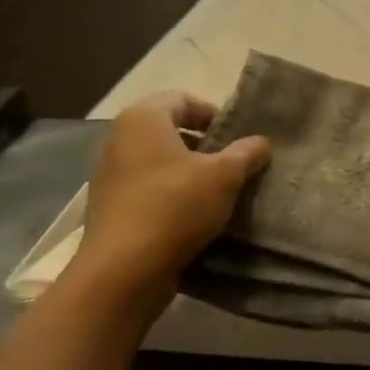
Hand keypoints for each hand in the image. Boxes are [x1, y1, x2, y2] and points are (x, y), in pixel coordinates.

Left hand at [72, 93, 269, 294]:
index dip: (212, 113)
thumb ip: (246, 153)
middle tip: (231, 164)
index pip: (182, 99)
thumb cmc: (175, 206)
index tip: (235, 137)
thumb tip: (261, 142)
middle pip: (168, 131)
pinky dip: (169, 196)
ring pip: (157, 163)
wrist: (123, 270)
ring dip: (186, 173)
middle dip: (202, 145)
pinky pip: (145, 190)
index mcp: (143, 119)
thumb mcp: (225, 176)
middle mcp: (118, 140)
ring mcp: (108, 176)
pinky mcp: (108, 209)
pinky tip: (192, 218)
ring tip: (216, 193)